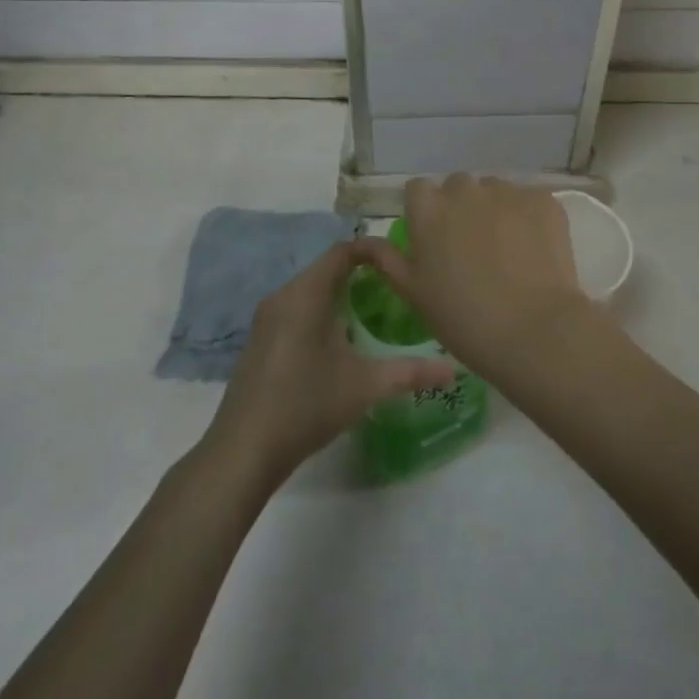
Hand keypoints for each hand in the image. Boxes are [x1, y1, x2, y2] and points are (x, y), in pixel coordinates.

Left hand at [204, 238, 455, 486]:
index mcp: (305, 294)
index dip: (373, 249)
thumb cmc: (306, 405)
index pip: (342, 251)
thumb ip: (411, 372)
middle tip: (397, 290)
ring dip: (341, 294)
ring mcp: (267, 318)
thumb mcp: (365, 386)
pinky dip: (322, 312)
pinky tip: (341, 342)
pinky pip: (297, 309)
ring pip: (311, 290)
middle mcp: (282, 296)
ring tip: (375, 313)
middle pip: (327, 268)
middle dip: (362, 273)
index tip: (402, 262)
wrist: (244, 449)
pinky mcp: (260, 339)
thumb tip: (454, 368)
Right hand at [361, 175, 595, 381]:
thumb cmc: (463, 318)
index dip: (425, 211)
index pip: (417, 189)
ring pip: (495, 191)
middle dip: (461, 208)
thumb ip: (387, 259)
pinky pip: (528, 200)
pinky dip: (528, 217)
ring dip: (495, 210)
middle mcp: (465, 190)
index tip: (434, 238)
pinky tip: (533, 250)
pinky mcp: (543, 200)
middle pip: (458, 187)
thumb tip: (364, 240)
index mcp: (428, 209)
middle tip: (471, 248)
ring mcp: (507, 192)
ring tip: (506, 250)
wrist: (534, 330)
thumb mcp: (413, 293)